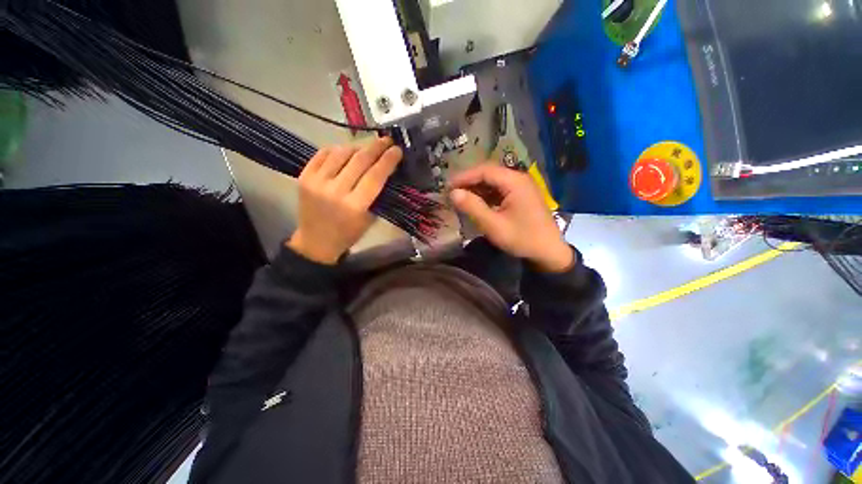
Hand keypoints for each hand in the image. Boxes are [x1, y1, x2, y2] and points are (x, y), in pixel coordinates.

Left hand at [288, 138, 402, 264]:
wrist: (316, 241)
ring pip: (341, 153)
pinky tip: (346, 152)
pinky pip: (323, 154)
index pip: (375, 176)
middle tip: (387, 140)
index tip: (397, 150)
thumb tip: (386, 171)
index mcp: (354, 206)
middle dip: (376, 147)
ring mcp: (317, 182)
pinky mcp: (304, 176)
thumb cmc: (349, 234)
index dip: (388, 160)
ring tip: (367, 149)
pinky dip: (337, 150)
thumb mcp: (370, 218)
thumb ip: (377, 195)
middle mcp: (335, 191)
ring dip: (358, 147)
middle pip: (359, 160)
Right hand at [450, 164, 572, 272]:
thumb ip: (473, 207)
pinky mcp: (521, 196)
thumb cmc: (522, 238)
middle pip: (489, 173)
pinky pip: (499, 190)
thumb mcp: (494, 225)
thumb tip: (453, 193)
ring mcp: (521, 187)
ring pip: (493, 181)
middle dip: (469, 182)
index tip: (447, 186)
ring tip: (460, 198)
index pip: (484, 171)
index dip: (464, 177)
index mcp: (514, 181)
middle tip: (452, 192)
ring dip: (476, 188)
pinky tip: (476, 203)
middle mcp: (518, 178)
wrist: (549, 252)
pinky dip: (486, 195)